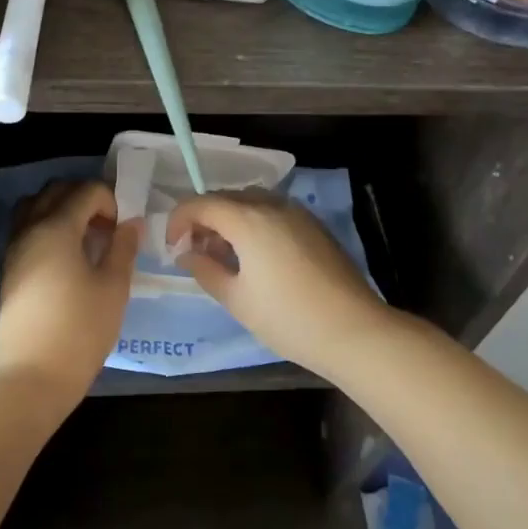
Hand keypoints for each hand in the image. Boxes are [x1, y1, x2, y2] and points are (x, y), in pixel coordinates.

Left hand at [0, 179, 140, 401]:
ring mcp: (15, 248)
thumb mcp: (114, 288)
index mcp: (56, 228)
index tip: (122, 228)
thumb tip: (131, 223)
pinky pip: (27, 228)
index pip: (86, 191)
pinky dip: (47, 226)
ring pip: (35, 206)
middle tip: (107, 225)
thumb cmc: (80, 329)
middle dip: (85, 198)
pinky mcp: (10, 268)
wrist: (32, 375)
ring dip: (62, 209)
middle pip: (56, 190)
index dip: (110, 200)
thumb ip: (123, 248)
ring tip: (85, 237)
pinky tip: (67, 256)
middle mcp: (30, 228)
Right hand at [165, 190, 393, 376]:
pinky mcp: (314, 226)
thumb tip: (186, 253)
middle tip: (195, 253)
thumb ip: (205, 270)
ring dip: (230, 220)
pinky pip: (273, 213)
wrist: (354, 330)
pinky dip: (254, 224)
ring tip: (224, 256)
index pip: (200, 203)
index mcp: (248, 219)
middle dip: (203, 219)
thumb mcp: (237, 299)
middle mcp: (272, 205)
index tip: (173, 248)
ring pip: (251, 203)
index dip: (178, 221)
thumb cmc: (288, 318)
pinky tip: (256, 257)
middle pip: (226, 198)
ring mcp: (297, 213)